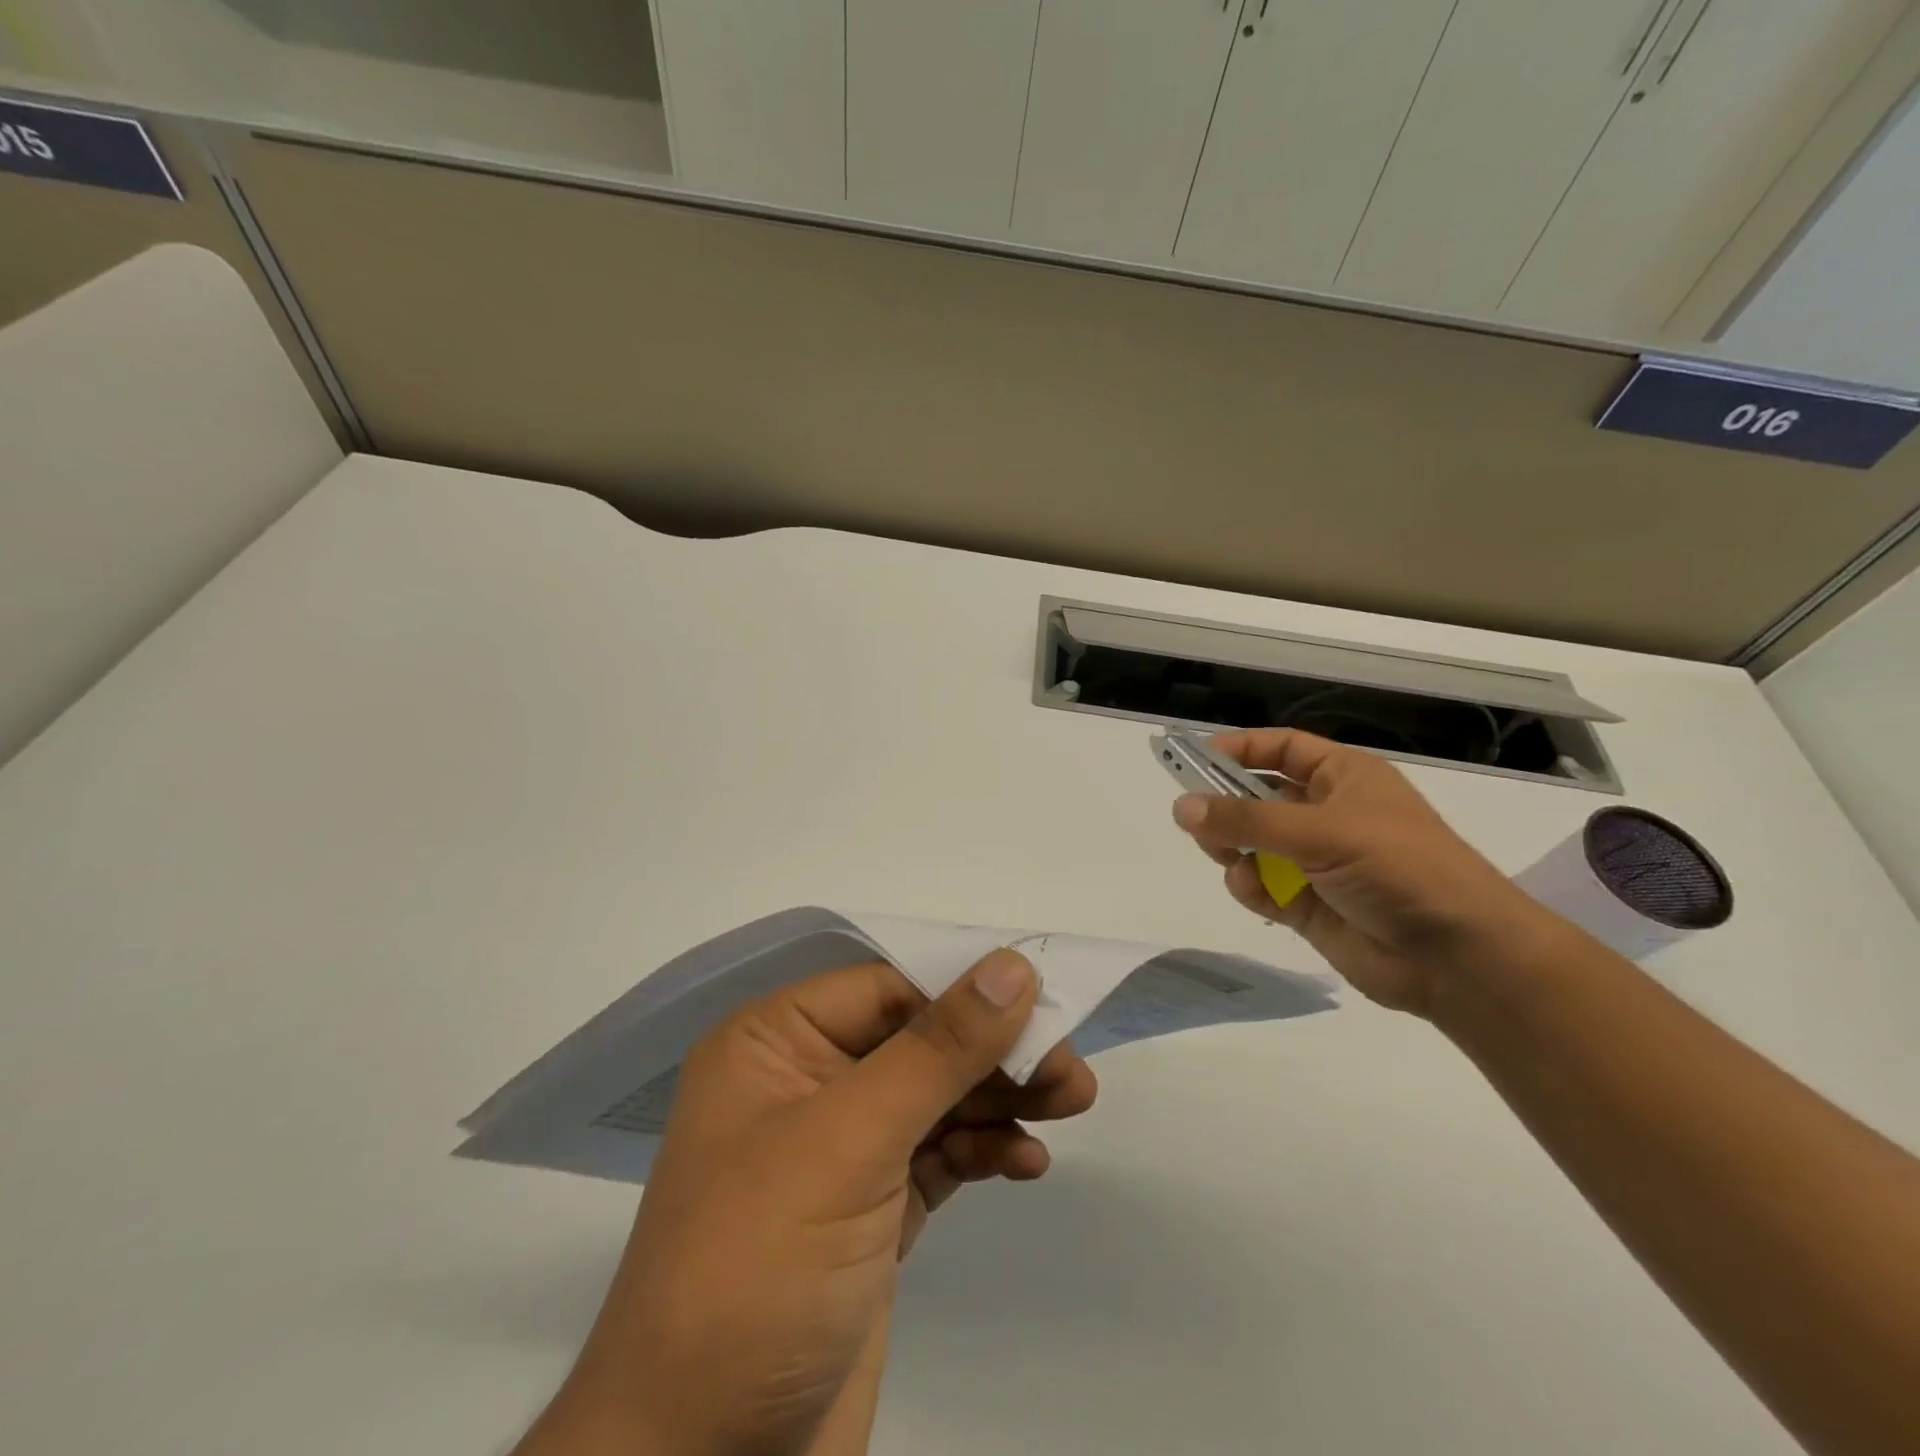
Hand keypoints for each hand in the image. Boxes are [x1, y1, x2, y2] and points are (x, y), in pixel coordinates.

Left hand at [517, 951, 1096, 1455]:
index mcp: (774, 1042)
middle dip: (994, 1050)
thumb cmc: (759, 1269)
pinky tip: (1026, 1160)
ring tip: (1072, 1101)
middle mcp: (806, 1081)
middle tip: (1069, 1069)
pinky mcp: (872, 1209)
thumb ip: (937, 1049)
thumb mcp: (850, 1142)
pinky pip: (940, 1153)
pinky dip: (984, 1148)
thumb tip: (1013, 966)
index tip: (1045, 1001)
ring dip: (1001, 1096)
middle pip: (919, 1039)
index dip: (965, 989)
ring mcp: (841, 1149)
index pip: (886, 989)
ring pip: (937, 1095)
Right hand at [1172, 729, 1566, 1018]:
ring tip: (1227, 856)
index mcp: (1343, 778)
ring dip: (1231, 847)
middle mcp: (1327, 815)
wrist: (1458, 958)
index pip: (1281, 749)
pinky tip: (1252, 888)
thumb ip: (1246, 820)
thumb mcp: (1321, 831)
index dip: (1239, 749)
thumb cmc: (1399, 868)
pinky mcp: (1306, 906)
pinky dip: (1249, 885)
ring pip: (1251, 844)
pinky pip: (1259, 885)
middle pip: (1257, 797)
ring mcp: (1315, 862)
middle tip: (1194, 817)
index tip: (1192, 758)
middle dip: (1225, 805)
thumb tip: (1180, 806)